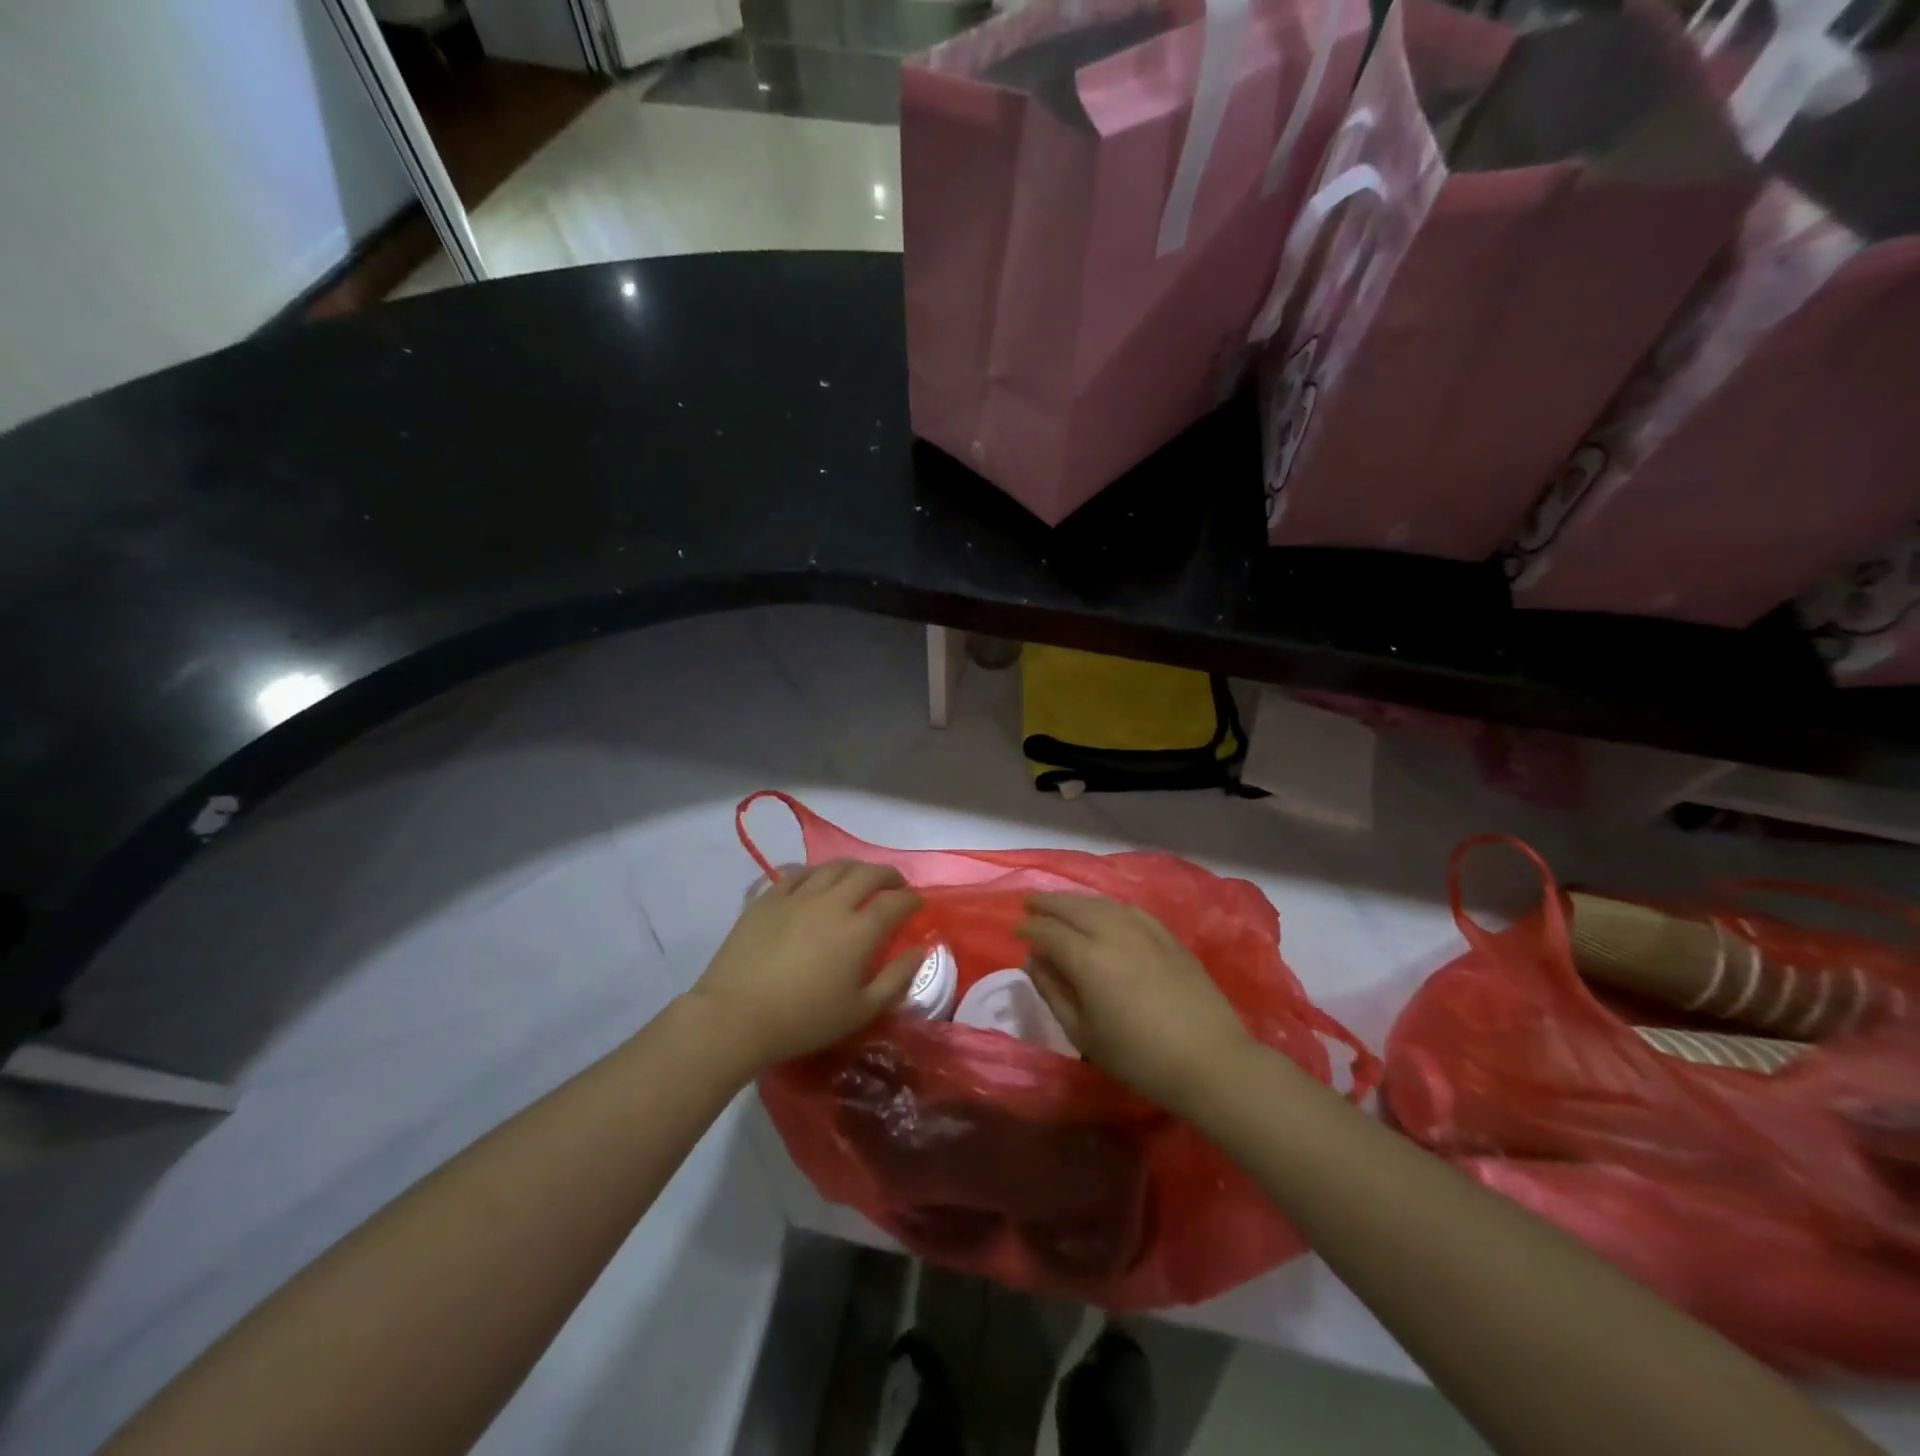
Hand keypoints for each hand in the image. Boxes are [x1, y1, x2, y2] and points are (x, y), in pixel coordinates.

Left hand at [688, 860, 922, 1069]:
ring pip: (834, 867)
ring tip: (859, 879)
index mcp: (860, 929)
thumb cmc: (804, 1019)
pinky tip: (816, 882)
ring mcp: (798, 895)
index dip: (912, 900)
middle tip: (895, 885)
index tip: (917, 905)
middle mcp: (833, 902)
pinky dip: (816, 873)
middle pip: (869, 873)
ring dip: (855, 869)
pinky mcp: (769, 897)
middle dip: (889, 875)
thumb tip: (920, 950)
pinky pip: (798, 872)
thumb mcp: (861, 1010)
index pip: (896, 902)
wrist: (736, 1015)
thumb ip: (897, 978)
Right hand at [1016, 894, 1251, 1113]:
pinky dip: (1107, 905)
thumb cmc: (1138, 1057)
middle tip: (1030, 903)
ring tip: (1061, 904)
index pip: (1048, 932)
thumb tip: (1034, 961)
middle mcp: (1112, 932)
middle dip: (1047, 903)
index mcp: (1087, 958)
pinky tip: (1103, 911)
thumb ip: (1053, 992)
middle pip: (1072, 906)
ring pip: (1100, 902)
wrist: (1208, 1059)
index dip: (1029, 928)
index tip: (1015, 929)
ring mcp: (1143, 929)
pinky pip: (1128, 909)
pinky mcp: (1166, 934)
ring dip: (1075, 900)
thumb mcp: (1083, 1034)